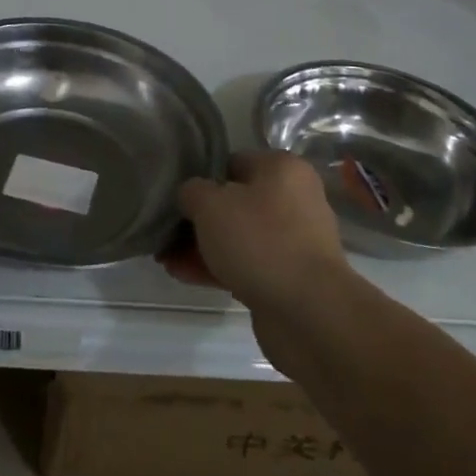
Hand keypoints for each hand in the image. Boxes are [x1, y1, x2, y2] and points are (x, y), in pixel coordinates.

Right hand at [161, 151, 351, 310]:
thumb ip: (191, 191)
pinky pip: (246, 265)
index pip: (232, 162)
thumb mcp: (209, 204)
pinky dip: (218, 268)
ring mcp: (294, 241)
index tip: (177, 196)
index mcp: (283, 169)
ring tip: (166, 259)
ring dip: (203, 246)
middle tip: (167, 230)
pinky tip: (184, 276)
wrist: (309, 312)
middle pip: (235, 202)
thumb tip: (191, 196)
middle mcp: (295, 200)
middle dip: (199, 219)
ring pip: (238, 236)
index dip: (202, 178)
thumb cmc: (259, 241)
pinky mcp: (290, 277)